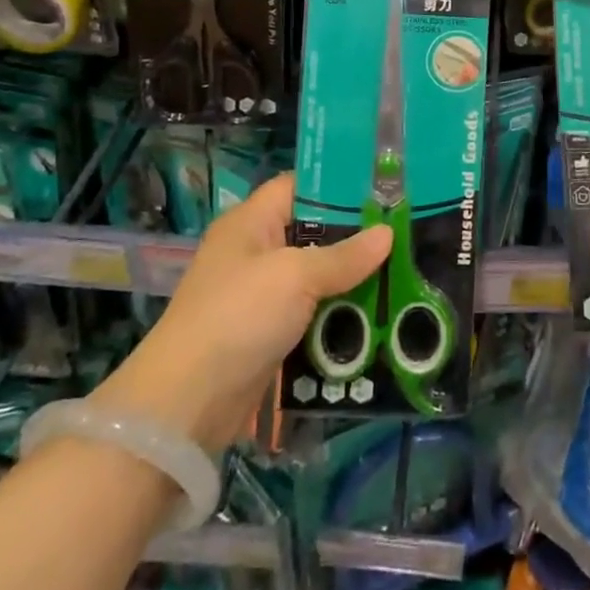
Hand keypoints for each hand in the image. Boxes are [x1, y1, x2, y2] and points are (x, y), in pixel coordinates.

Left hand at [92, 174, 390, 453]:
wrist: (186, 404)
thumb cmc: (239, 316)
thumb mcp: (295, 277)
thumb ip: (344, 256)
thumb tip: (388, 233)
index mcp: (252, 221)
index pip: (299, 186)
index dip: (338, 184)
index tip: (383, 187)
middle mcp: (255, 251)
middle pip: (313, 232)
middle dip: (355, 237)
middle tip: (404, 234)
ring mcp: (260, 295)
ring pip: (316, 277)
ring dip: (351, 282)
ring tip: (402, 275)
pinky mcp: (267, 334)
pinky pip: (311, 314)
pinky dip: (337, 316)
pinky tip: (376, 318)